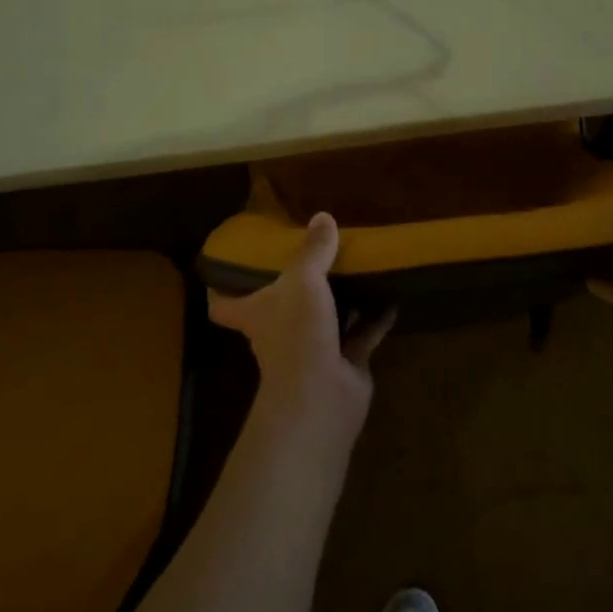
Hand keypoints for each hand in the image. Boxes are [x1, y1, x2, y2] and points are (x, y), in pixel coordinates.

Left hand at [210, 213, 395, 432]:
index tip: (226, 268)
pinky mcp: (343, 362)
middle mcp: (279, 332)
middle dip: (295, 287)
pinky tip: (392, 297)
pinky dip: (375, 318)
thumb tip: (322, 216)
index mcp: (256, 312)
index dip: (220, 289)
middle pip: (280, 307)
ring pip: (324, 319)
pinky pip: (361, 334)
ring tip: (357, 269)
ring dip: (339, 300)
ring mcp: (312, 349)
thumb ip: (313, 250)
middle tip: (313, 255)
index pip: (223, 305)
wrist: (323, 395)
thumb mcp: (303, 281)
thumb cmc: (298, 332)